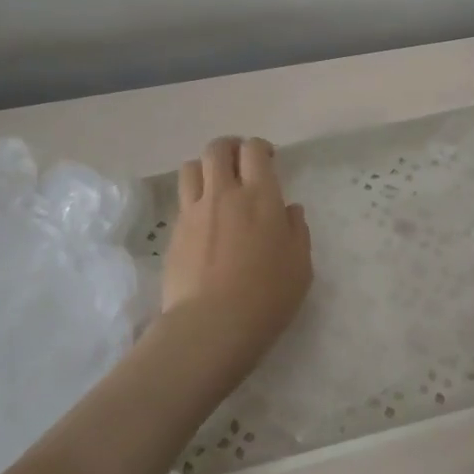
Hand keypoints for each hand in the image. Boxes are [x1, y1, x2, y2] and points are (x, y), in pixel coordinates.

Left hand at [158, 136, 313, 374]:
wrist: (211, 325)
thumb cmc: (267, 296)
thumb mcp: (300, 266)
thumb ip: (297, 231)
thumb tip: (289, 209)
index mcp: (260, 196)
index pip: (254, 151)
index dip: (260, 148)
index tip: (268, 160)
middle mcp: (223, 194)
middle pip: (217, 149)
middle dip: (230, 148)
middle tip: (240, 163)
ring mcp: (193, 212)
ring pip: (191, 167)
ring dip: (205, 168)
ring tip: (216, 185)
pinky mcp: (174, 233)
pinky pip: (182, 201)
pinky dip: (193, 199)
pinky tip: (204, 221)